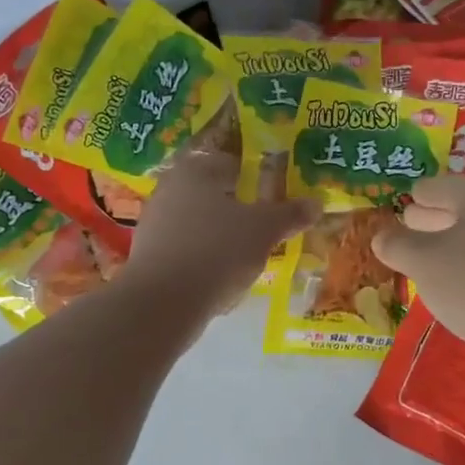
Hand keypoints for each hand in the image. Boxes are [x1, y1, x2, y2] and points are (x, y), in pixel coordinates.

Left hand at [119, 151, 316, 316]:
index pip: (231, 162)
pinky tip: (222, 277)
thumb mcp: (264, 231)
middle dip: (238, 208)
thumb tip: (317, 202)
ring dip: (222, 234)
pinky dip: (205, 257)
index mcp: (196, 170)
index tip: (274, 196)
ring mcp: (155, 222)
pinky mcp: (148, 254)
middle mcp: (170, 188)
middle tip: (265, 226)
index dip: (255, 177)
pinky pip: (186, 248)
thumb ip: (290, 214)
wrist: (163, 302)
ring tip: (247, 255)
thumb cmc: (217, 251)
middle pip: (213, 193)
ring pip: (199, 222)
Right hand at [372, 176, 464, 382]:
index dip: (411, 198)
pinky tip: (450, 287)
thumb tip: (380, 236)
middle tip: (402, 232)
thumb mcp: (423, 263)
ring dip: (446, 247)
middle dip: (428, 220)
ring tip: (418, 263)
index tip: (392, 207)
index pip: (433, 187)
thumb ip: (397, 245)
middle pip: (455, 209)